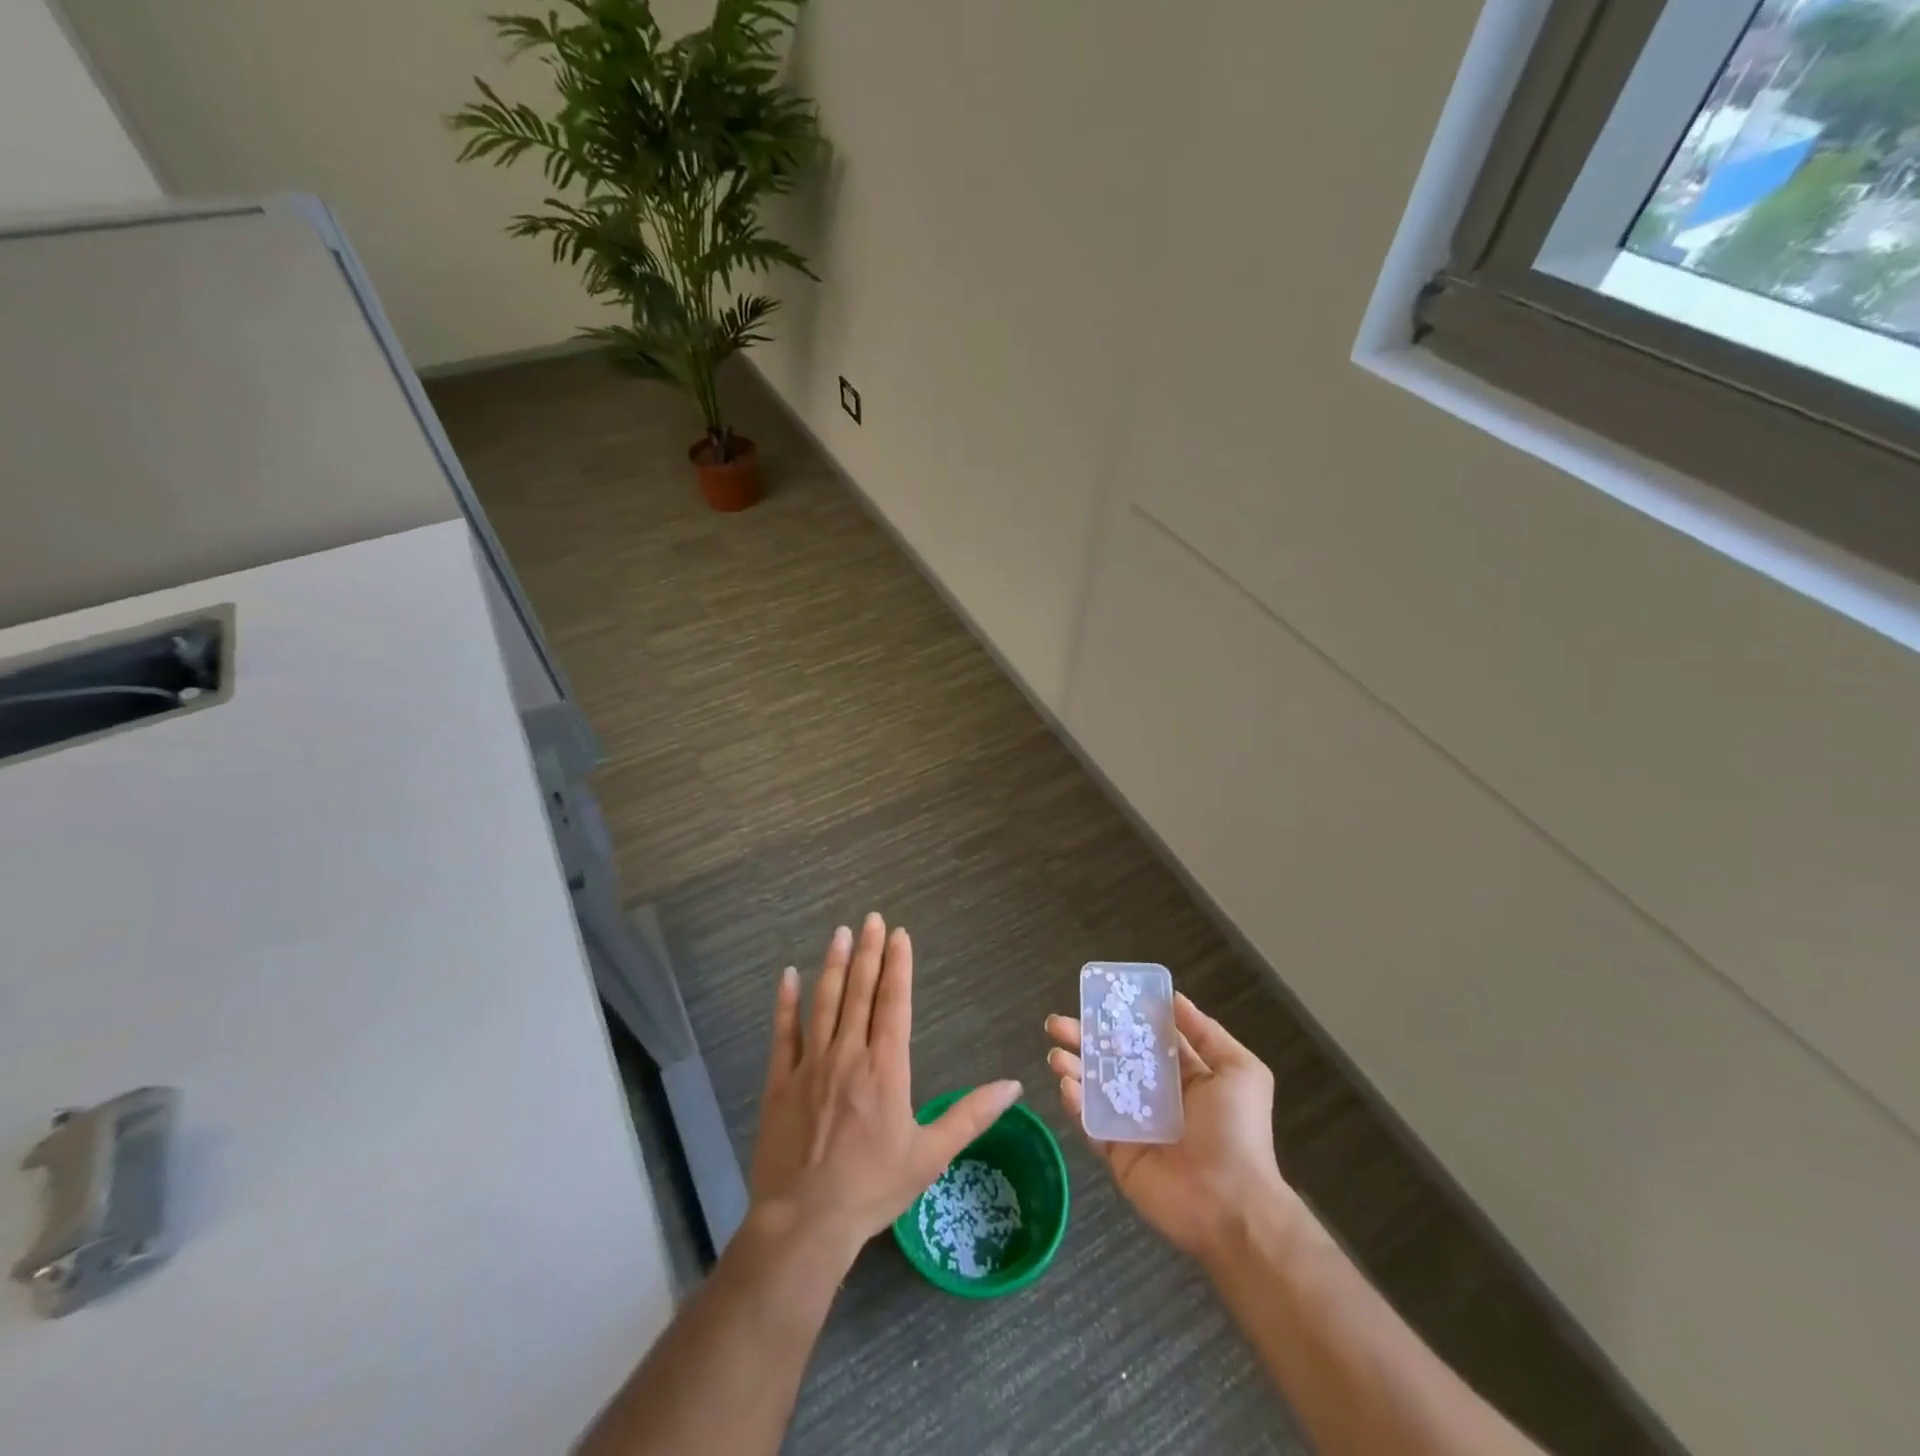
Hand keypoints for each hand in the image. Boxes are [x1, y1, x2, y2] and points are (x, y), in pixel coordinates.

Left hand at [748, 913, 1023, 1268]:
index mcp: (886, 1068)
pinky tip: (788, 975)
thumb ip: (971, 1115)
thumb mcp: (931, 1155)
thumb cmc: (874, 1188)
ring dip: (833, 964)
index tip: (899, 934)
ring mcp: (811, 1065)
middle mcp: (849, 1054)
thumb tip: (1014, 1084)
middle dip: (868, 951)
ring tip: (840, 933)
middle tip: (871, 918)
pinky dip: (786, 1002)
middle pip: (860, 991)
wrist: (806, 1222)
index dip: (898, 966)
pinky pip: (784, 1033)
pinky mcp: (781, 1081)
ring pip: (824, 1002)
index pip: (894, 1003)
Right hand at [1046, 992, 1293, 1259]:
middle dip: (1084, 1037)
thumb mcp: (1239, 1071)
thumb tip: (1174, 998)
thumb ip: (1206, 1033)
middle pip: (1111, 1058)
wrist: (1233, 1206)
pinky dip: (1075, 1104)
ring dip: (1072, 1067)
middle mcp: (1154, 1095)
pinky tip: (1066, 1084)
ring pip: (1094, 1088)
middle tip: (1057, 1022)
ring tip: (1055, 1053)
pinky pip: (1091, 1124)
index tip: (1096, 997)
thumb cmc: (1239, 1132)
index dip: (1120, 1017)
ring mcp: (1132, 1125)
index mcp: (1182, 1075)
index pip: (1144, 1038)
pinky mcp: (1117, 1154)